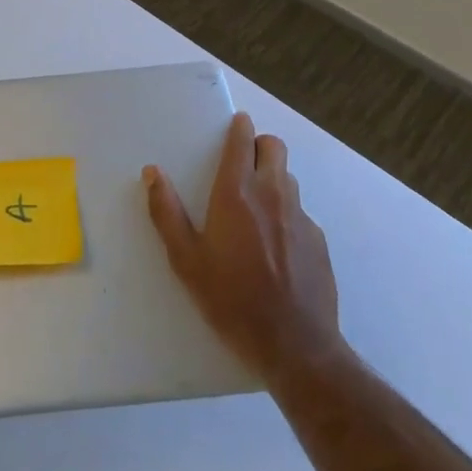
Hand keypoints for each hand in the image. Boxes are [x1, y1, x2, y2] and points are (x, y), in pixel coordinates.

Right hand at [145, 113, 348, 389]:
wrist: (296, 347)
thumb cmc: (231, 300)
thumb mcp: (186, 261)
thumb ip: (166, 212)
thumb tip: (152, 172)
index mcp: (236, 194)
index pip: (242, 141)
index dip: (238, 127)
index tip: (235, 123)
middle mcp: (272, 195)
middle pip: (274, 147)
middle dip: (259, 145)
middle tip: (242, 163)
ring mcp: (300, 217)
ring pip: (288, 178)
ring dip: (272, 178)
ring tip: (255, 206)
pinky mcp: (318, 241)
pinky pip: (300, 212)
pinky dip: (286, 214)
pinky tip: (276, 245)